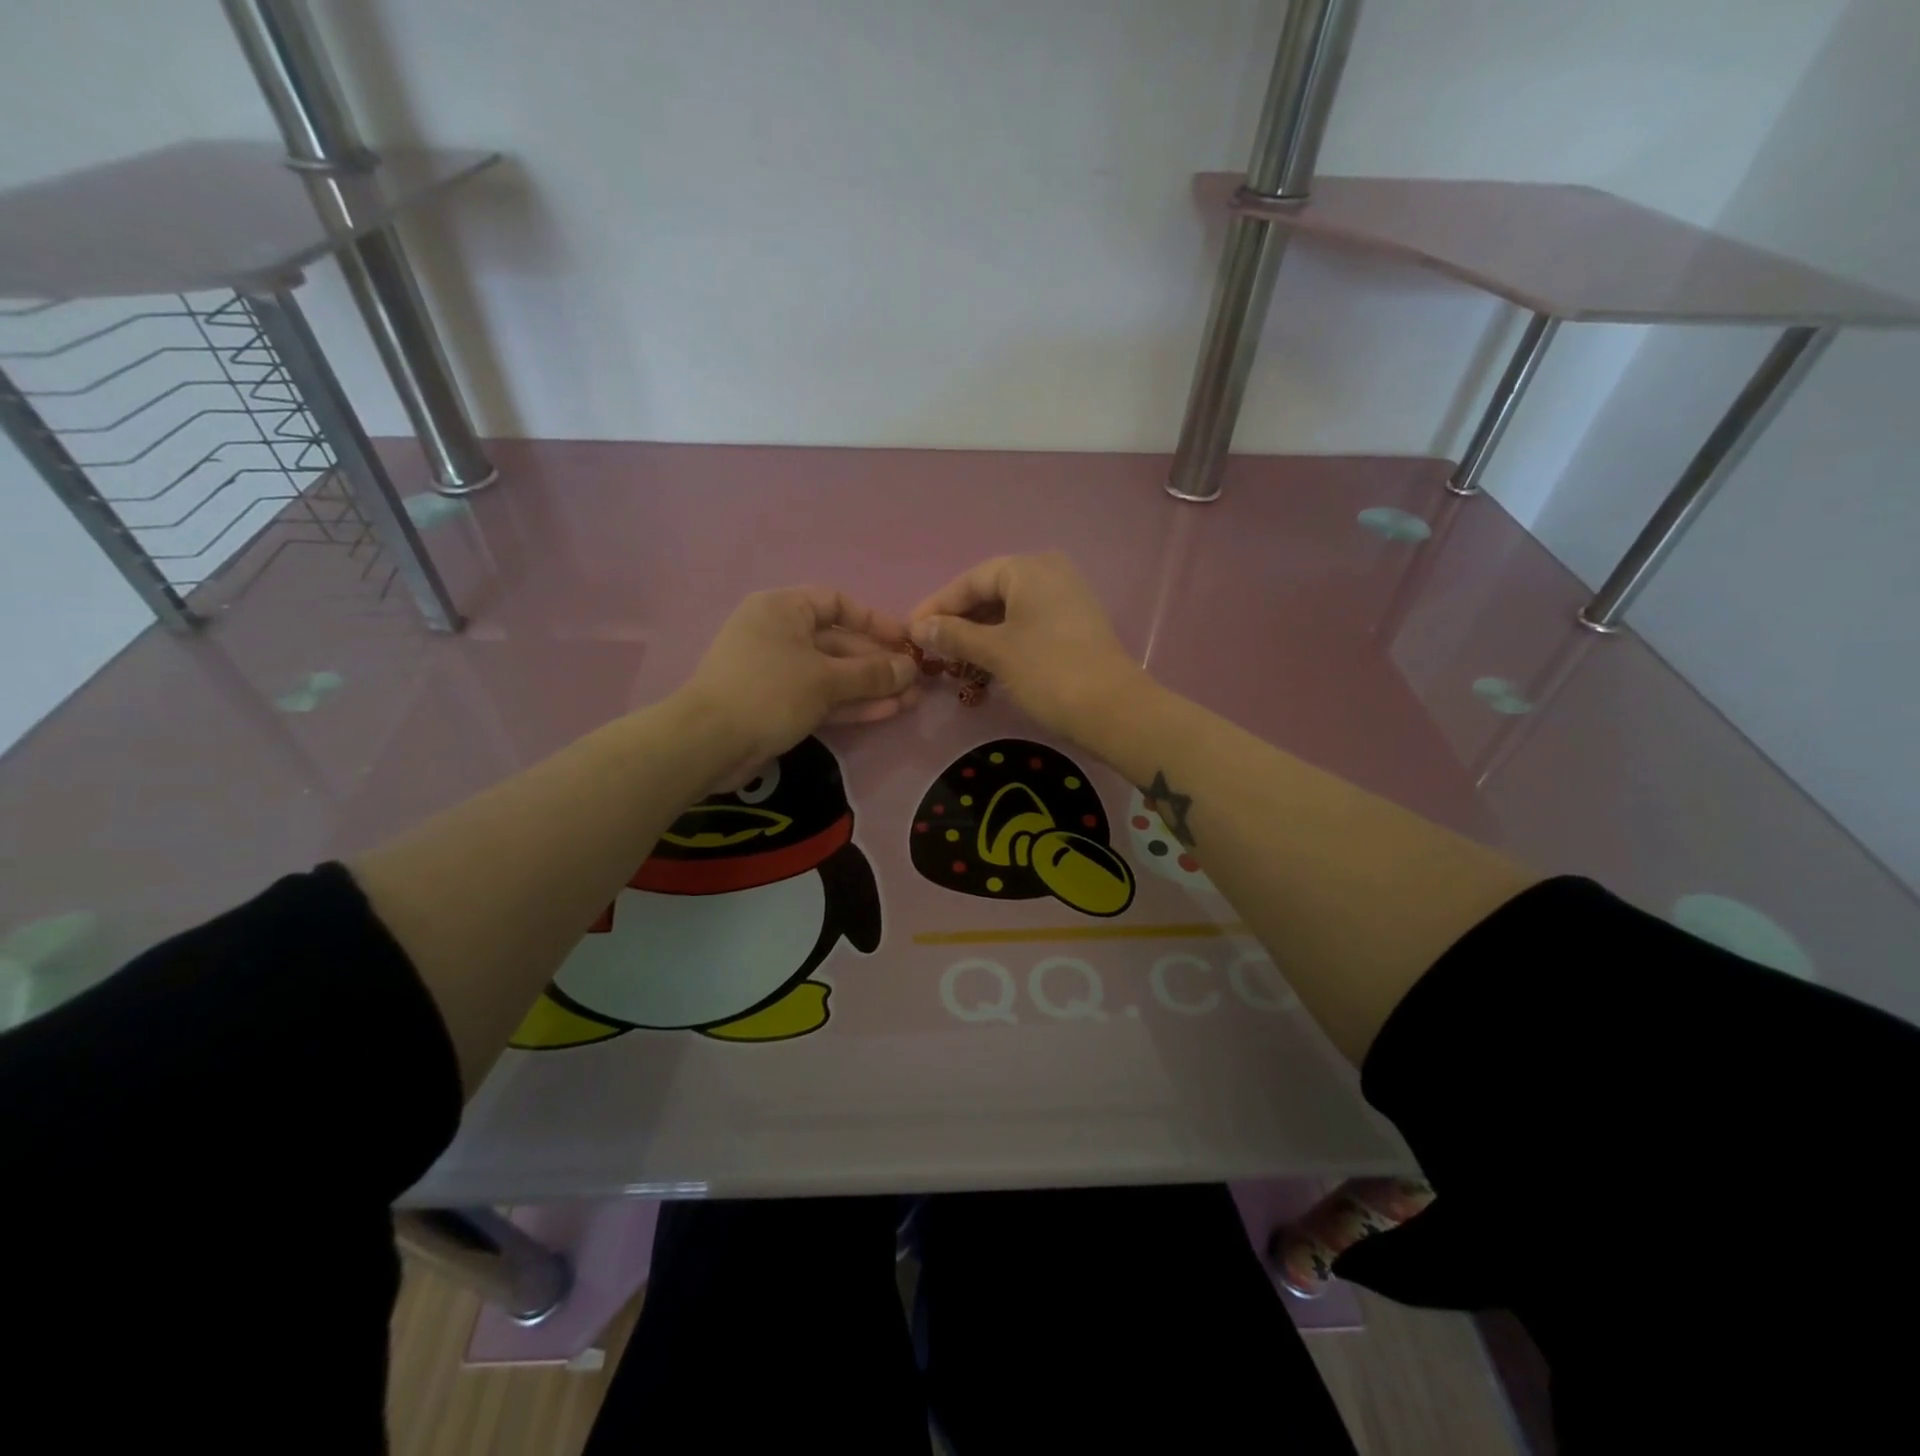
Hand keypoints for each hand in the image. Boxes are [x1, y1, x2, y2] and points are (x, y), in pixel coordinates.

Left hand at [677, 587, 918, 788]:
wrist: (709, 744)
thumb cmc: (769, 692)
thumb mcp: (826, 679)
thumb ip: (872, 673)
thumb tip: (911, 669)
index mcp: (782, 609)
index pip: (836, 603)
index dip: (874, 621)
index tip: (904, 641)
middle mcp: (779, 633)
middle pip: (838, 642)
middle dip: (878, 663)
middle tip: (915, 680)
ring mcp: (777, 671)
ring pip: (833, 674)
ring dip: (870, 687)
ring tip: (910, 700)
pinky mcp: (777, 705)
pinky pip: (821, 697)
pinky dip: (850, 704)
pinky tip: (886, 712)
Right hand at [908, 552, 1142, 740]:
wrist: (1113, 709)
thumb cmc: (1048, 671)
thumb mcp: (996, 651)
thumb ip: (955, 635)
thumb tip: (920, 627)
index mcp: (1030, 568)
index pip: (972, 579)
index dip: (939, 604)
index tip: (911, 629)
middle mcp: (1050, 573)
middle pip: (991, 591)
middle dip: (959, 618)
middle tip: (930, 644)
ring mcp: (1066, 598)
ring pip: (1010, 609)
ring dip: (980, 631)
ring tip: (952, 657)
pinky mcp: (1075, 624)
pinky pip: (1028, 622)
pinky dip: (1004, 638)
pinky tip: (984, 661)